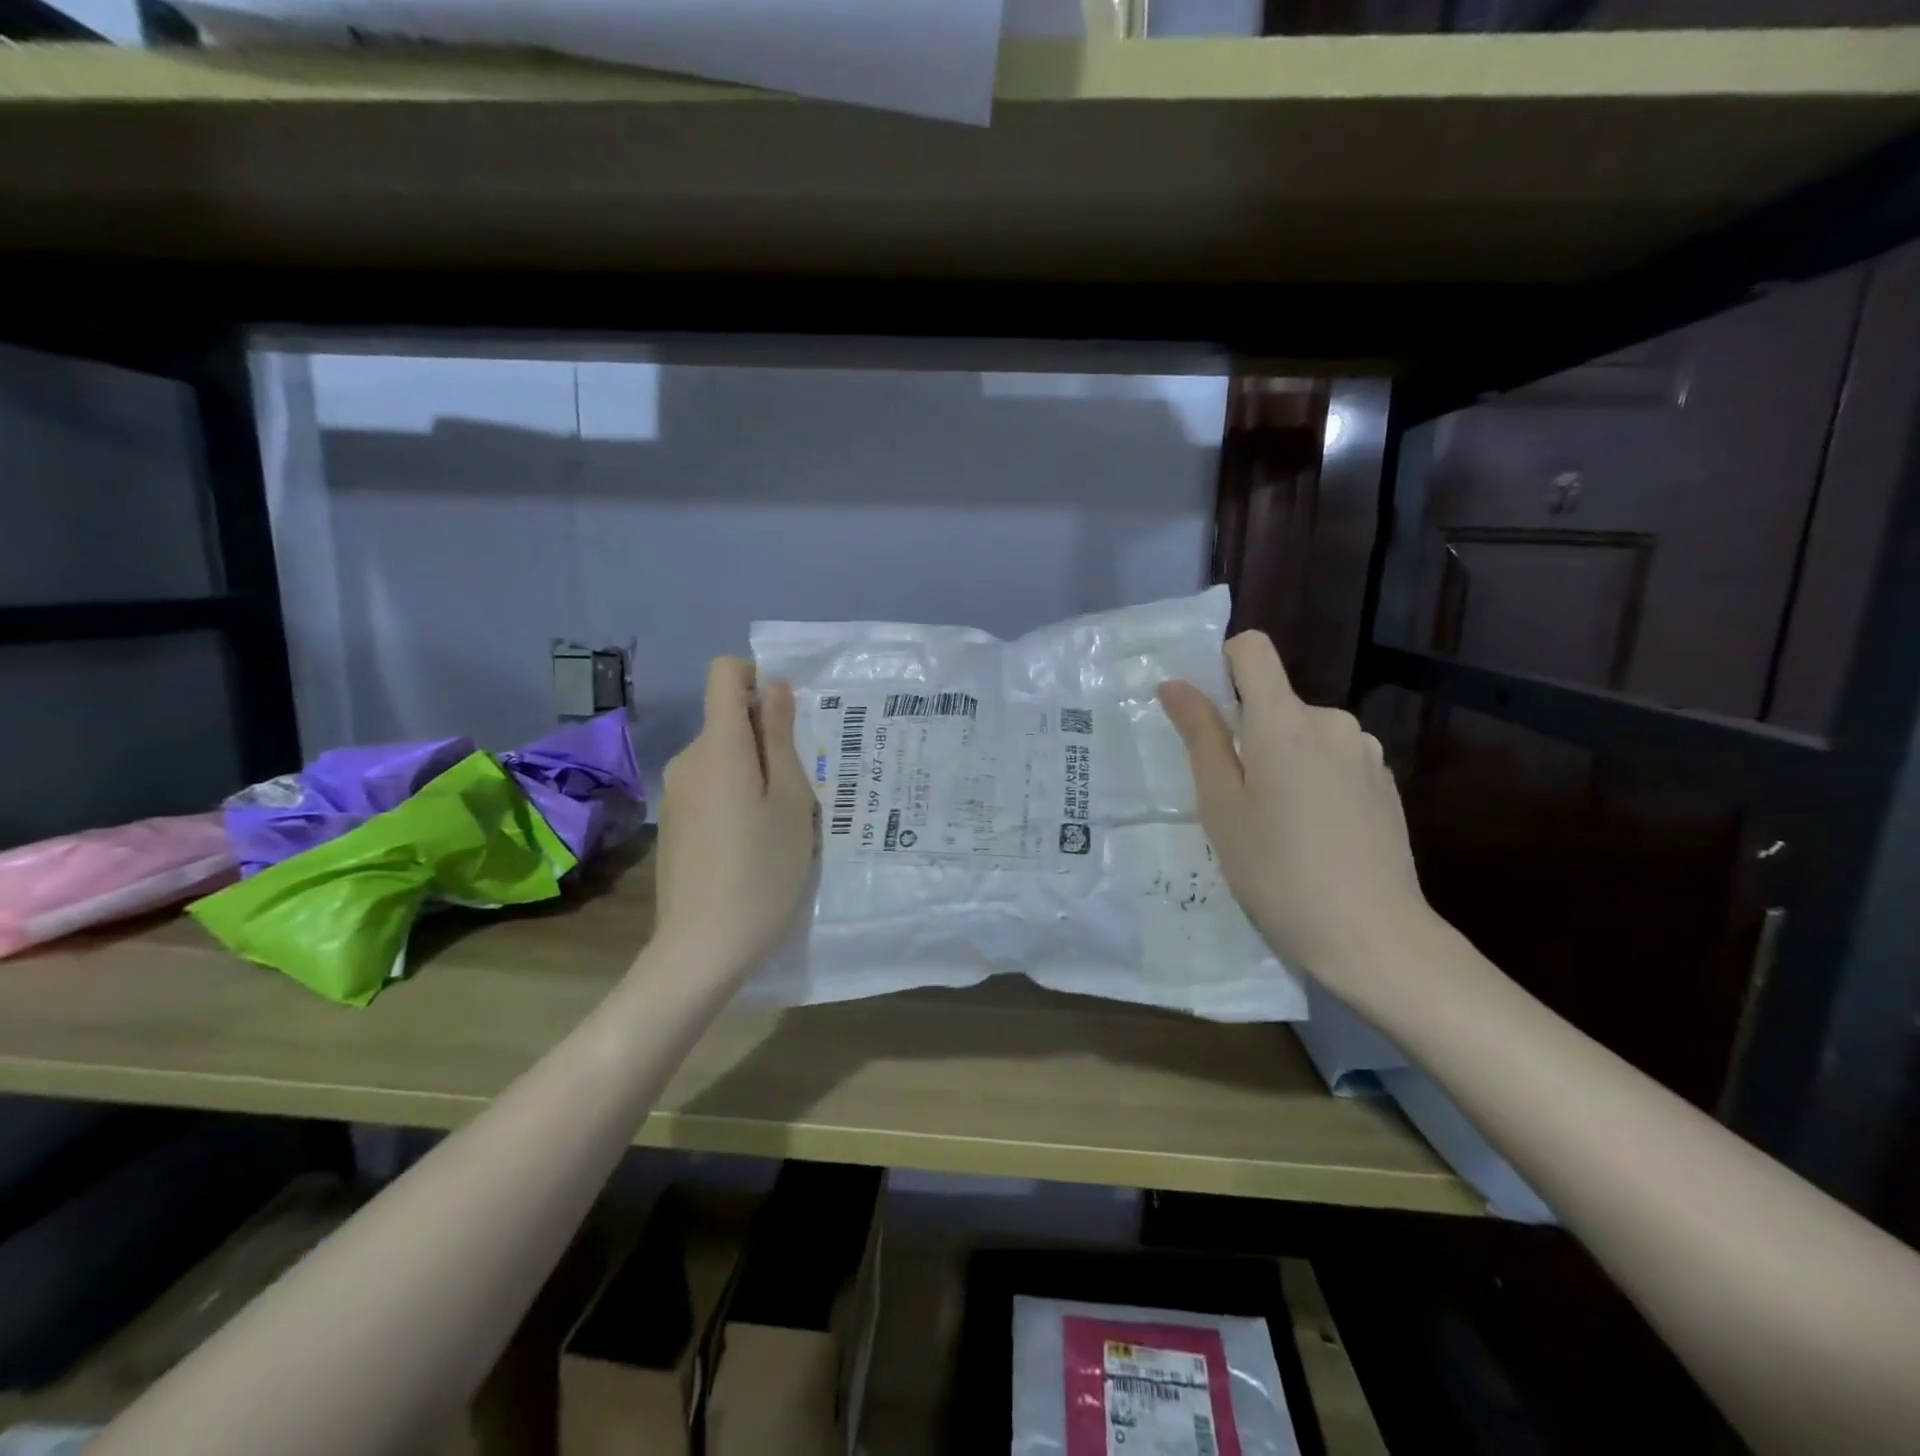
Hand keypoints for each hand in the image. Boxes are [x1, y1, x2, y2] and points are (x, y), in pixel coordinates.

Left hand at [652, 658, 816, 978]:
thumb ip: (780, 738)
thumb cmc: (762, 870)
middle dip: (766, 736)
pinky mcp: (674, 822)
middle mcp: (688, 759)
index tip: (787, 715)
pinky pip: (710, 786)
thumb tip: (773, 688)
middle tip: (803, 783)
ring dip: (754, 770)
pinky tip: (755, 840)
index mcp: (719, 745)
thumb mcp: (790, 801)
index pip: (724, 673)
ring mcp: (675, 793)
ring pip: (722, 756)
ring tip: (784, 818)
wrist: (702, 947)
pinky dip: (736, 795)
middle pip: (727, 719)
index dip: (756, 677)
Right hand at [1158, 631, 1432, 1005]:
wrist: (1372, 935)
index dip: (1223, 665)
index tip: (1208, 714)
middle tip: (1235, 798)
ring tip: (1277, 823)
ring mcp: (1365, 752)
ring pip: (1305, 734)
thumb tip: (1175, 685)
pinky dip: (1314, 779)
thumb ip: (1200, 736)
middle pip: (1276, 701)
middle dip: (1249, 733)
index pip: (1252, 650)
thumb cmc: (1277, 871)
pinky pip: (1334, 760)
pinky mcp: (1386, 783)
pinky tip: (1315, 834)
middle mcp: (1331, 721)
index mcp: (1283, 720)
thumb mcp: (1221, 806)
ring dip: (1283, 758)